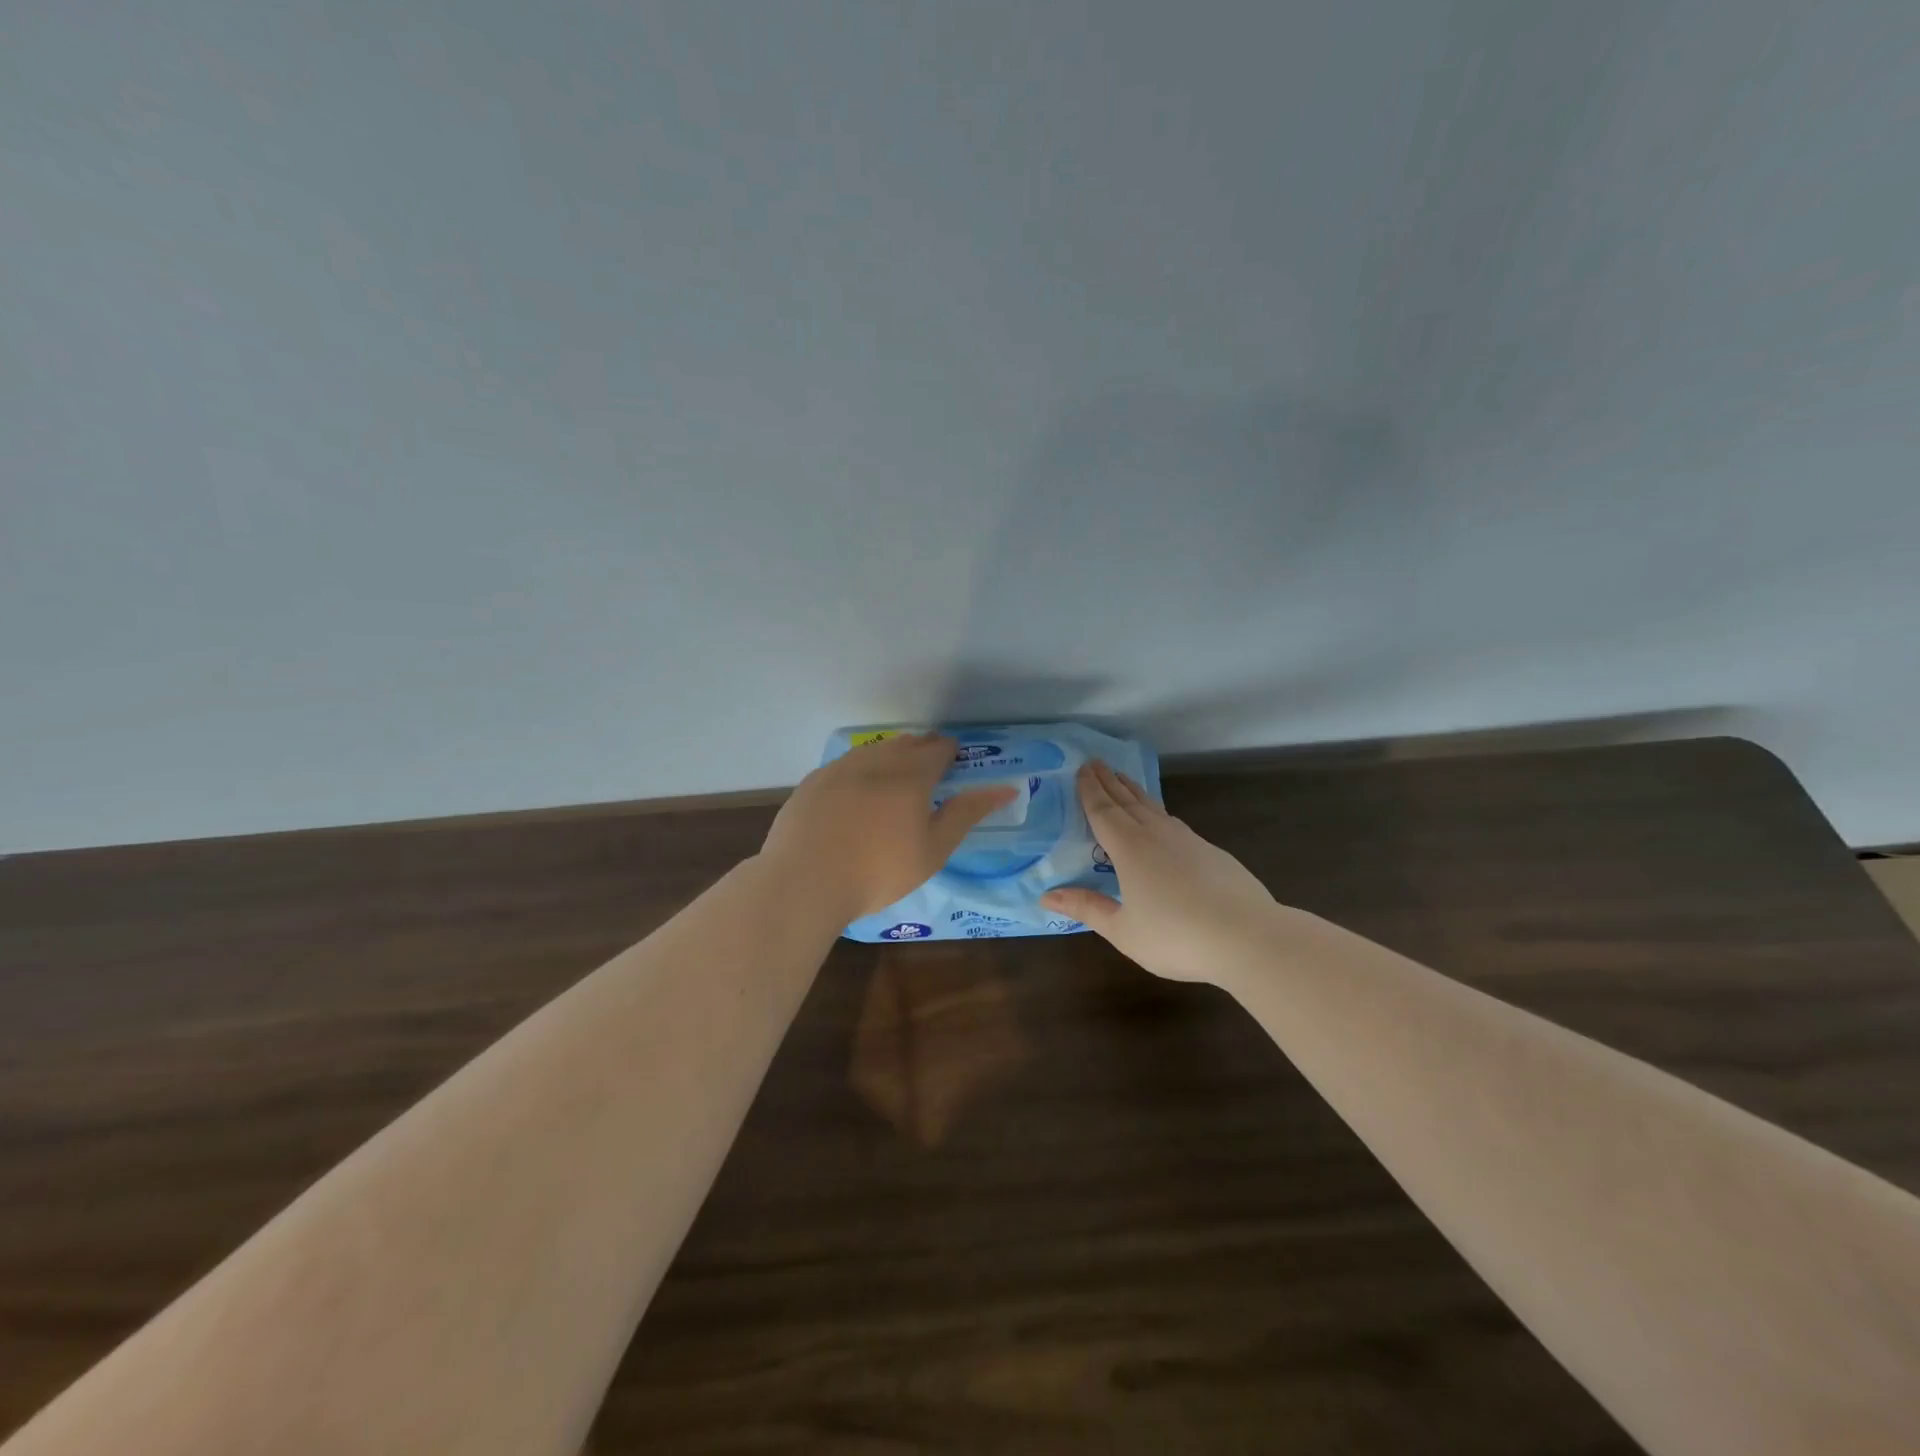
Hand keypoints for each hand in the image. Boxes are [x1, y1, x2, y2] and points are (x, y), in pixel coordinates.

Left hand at [760, 733, 1017, 921]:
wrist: (806, 881)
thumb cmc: (879, 872)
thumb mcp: (933, 849)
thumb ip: (967, 813)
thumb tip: (1006, 788)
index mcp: (911, 775)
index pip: (938, 748)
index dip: (951, 752)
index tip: (955, 763)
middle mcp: (876, 761)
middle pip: (906, 743)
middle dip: (923, 750)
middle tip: (930, 769)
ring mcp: (839, 768)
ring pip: (873, 751)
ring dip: (891, 756)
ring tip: (896, 777)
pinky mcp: (813, 782)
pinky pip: (845, 765)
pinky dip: (860, 771)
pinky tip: (856, 792)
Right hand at [1042, 760, 1278, 983]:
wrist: (1248, 936)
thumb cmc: (1177, 936)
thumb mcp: (1124, 930)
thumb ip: (1086, 908)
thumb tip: (1046, 896)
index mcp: (1129, 849)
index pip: (1103, 811)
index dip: (1090, 790)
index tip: (1081, 769)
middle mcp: (1156, 835)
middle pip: (1126, 801)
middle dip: (1109, 781)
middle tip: (1095, 763)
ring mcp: (1187, 840)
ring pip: (1152, 807)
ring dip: (1133, 791)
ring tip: (1122, 780)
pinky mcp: (1209, 851)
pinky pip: (1172, 821)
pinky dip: (1156, 811)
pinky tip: (1160, 818)